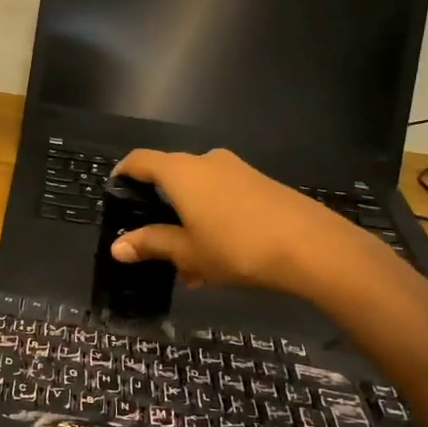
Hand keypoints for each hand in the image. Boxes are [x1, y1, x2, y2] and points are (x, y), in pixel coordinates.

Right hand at [107, 149, 382, 297]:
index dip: (123, 173)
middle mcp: (206, 161)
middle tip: (152, 242)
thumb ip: (151, 244)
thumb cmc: (236, 246)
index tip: (115, 192)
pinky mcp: (261, 185)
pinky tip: (218, 259)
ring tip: (188, 266)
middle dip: (159, 209)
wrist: (312, 247)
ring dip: (187, 222)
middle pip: (171, 177)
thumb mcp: (188, 251)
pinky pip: (223, 197)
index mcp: (181, 172)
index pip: (140, 160)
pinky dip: (211, 220)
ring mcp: (237, 171)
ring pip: (199, 192)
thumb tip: (116, 247)